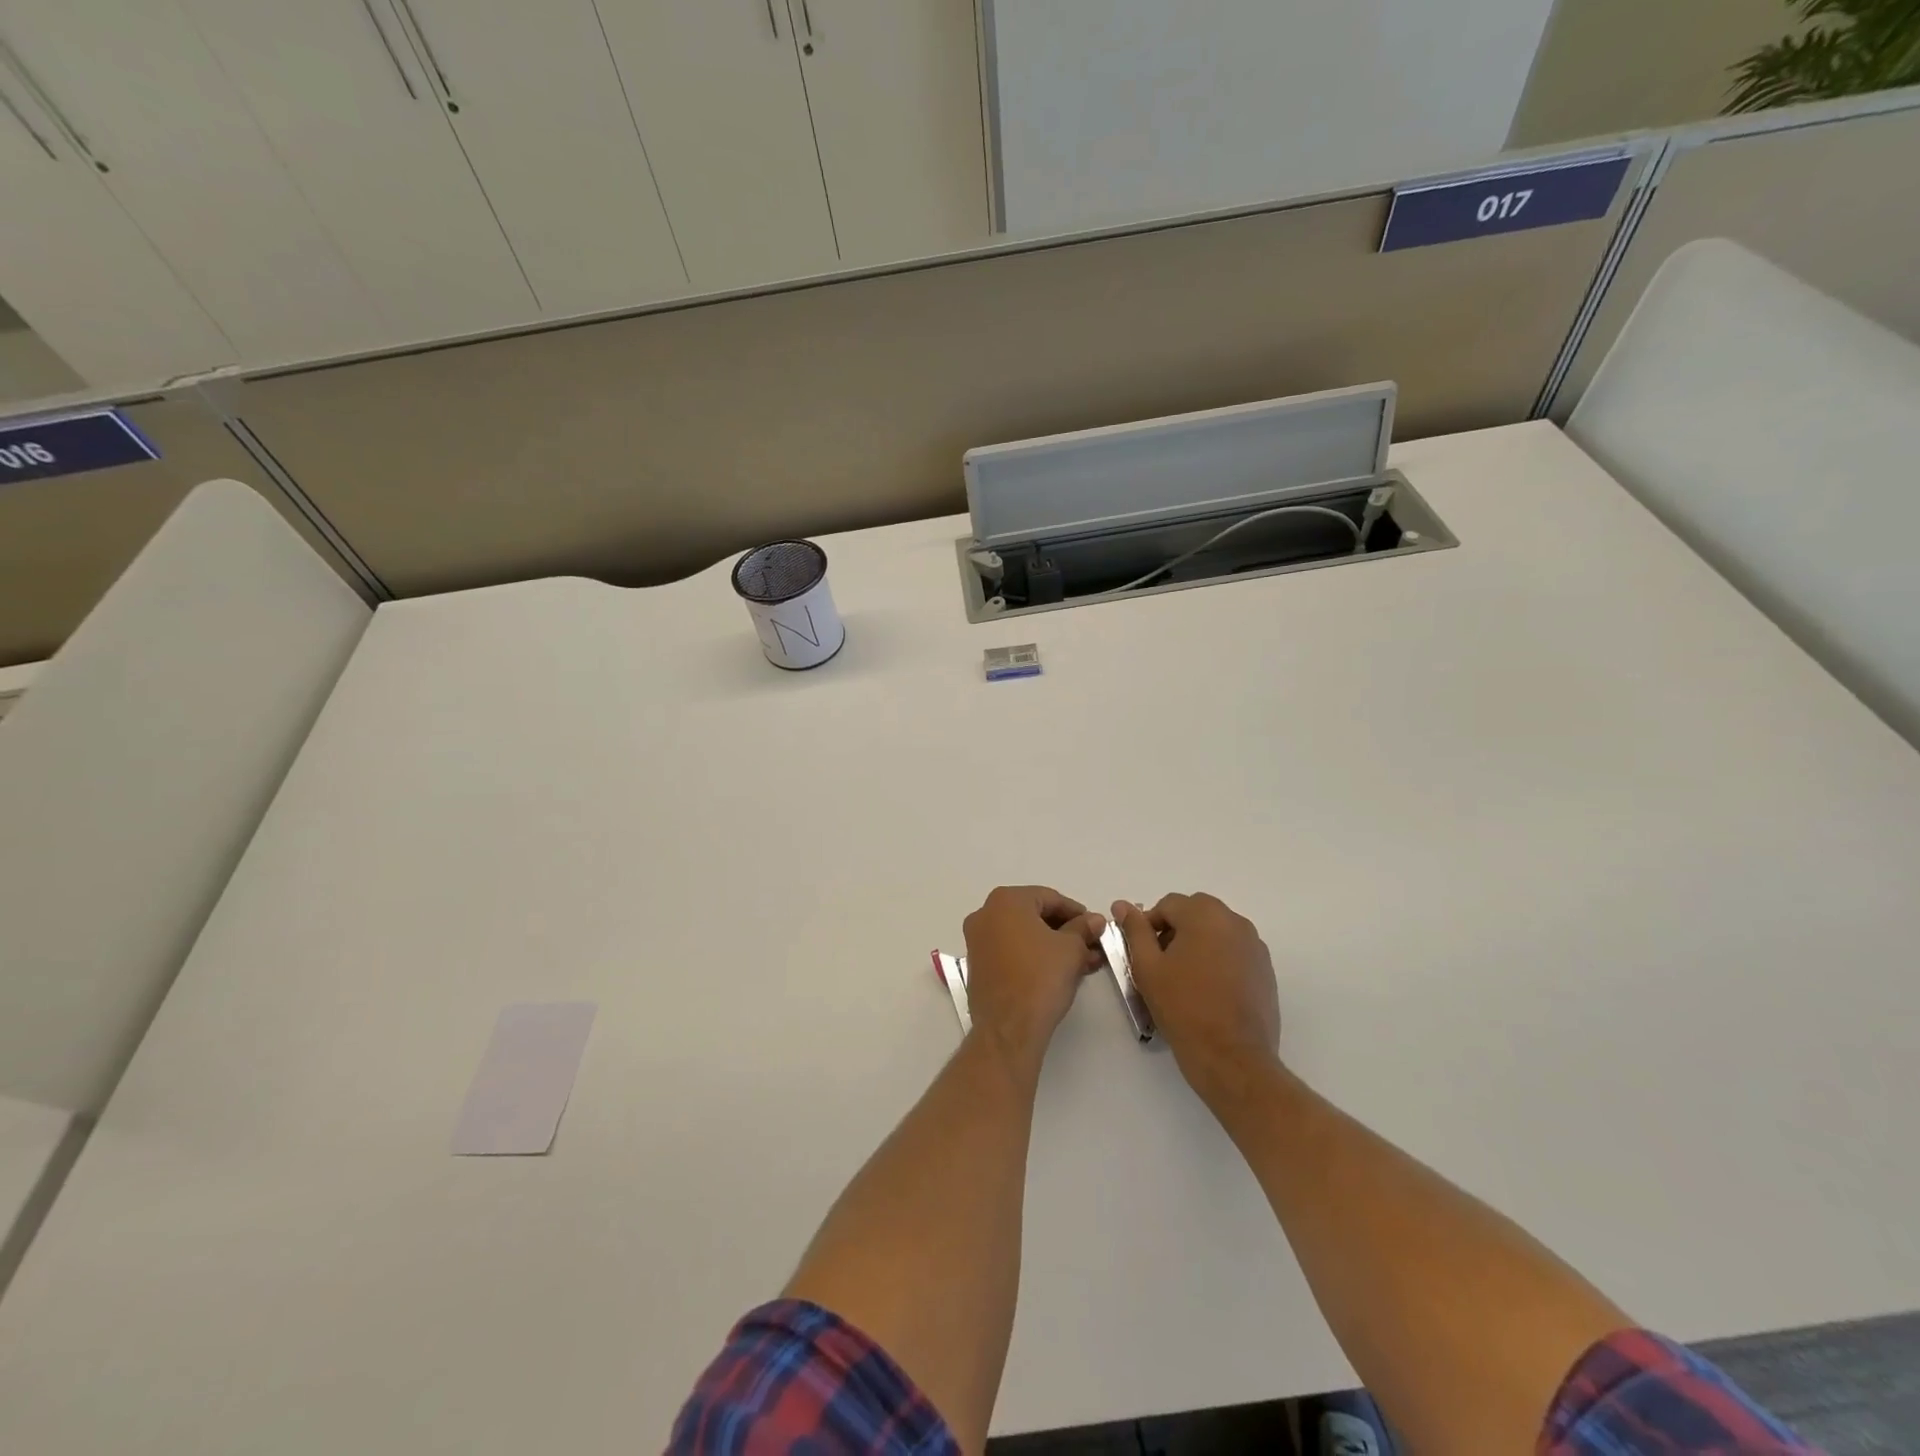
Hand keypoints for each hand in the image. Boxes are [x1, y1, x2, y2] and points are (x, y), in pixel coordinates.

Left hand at [962, 886, 1105, 1067]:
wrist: (1008, 1027)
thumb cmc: (1041, 977)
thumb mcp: (1071, 949)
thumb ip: (1083, 928)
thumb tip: (1094, 920)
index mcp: (1006, 900)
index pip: (1050, 898)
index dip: (1077, 913)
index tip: (1095, 927)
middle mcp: (985, 914)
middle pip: (1034, 915)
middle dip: (1065, 931)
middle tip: (1091, 946)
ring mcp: (977, 940)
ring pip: (1023, 935)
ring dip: (1053, 945)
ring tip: (1082, 962)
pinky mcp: (977, 965)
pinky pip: (1011, 951)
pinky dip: (1034, 956)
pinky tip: (1058, 971)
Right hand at [1112, 893, 1280, 1107]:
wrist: (1232, 1058)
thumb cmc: (1183, 1008)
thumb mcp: (1147, 967)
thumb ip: (1135, 930)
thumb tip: (1122, 905)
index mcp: (1205, 915)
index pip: (1169, 904)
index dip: (1149, 925)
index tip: (1142, 954)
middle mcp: (1235, 922)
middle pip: (1195, 913)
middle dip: (1175, 930)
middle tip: (1161, 964)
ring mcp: (1255, 946)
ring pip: (1217, 931)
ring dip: (1197, 943)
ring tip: (1184, 978)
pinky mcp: (1265, 970)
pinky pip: (1234, 951)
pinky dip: (1218, 959)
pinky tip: (1208, 990)